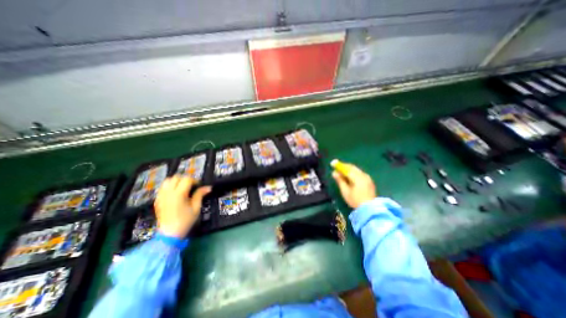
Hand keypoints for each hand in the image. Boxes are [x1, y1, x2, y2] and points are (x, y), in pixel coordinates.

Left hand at [153, 177, 210, 237]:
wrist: (170, 233)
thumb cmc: (186, 220)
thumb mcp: (196, 207)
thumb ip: (200, 195)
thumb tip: (208, 187)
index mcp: (179, 194)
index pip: (186, 179)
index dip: (194, 181)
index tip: (198, 186)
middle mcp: (168, 193)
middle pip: (176, 177)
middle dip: (185, 179)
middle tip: (191, 186)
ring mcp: (161, 196)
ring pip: (167, 181)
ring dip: (176, 181)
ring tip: (182, 188)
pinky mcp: (157, 200)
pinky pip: (162, 188)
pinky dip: (169, 187)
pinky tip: (174, 194)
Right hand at [332, 163, 374, 209]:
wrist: (370, 209)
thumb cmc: (355, 200)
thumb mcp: (345, 191)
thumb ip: (340, 180)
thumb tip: (334, 173)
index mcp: (357, 177)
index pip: (346, 168)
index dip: (339, 165)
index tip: (332, 163)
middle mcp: (363, 175)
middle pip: (352, 167)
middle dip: (343, 166)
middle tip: (336, 167)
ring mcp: (367, 177)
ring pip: (356, 169)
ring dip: (348, 169)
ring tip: (341, 172)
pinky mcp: (369, 181)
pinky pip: (359, 173)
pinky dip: (353, 172)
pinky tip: (349, 176)